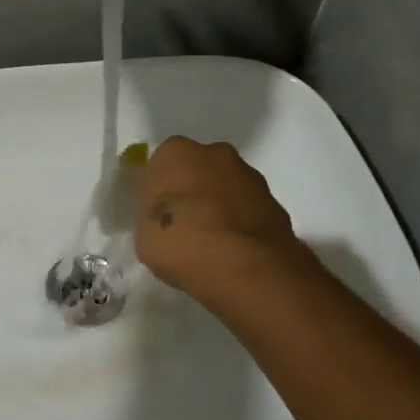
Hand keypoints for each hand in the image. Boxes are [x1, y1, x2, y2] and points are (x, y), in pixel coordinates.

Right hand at [136, 137, 315, 303]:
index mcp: (175, 153)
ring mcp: (249, 175)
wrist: (246, 266)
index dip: (158, 190)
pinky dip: (240, 223)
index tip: (156, 214)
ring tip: (210, 243)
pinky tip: (232, 250)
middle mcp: (215, 153)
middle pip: (196, 169)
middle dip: (191, 191)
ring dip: (218, 206)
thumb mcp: (145, 235)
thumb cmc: (181, 243)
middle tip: (182, 226)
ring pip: (225, 187)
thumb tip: (161, 214)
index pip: (160, 164)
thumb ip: (152, 216)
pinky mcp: (275, 201)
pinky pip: (247, 209)